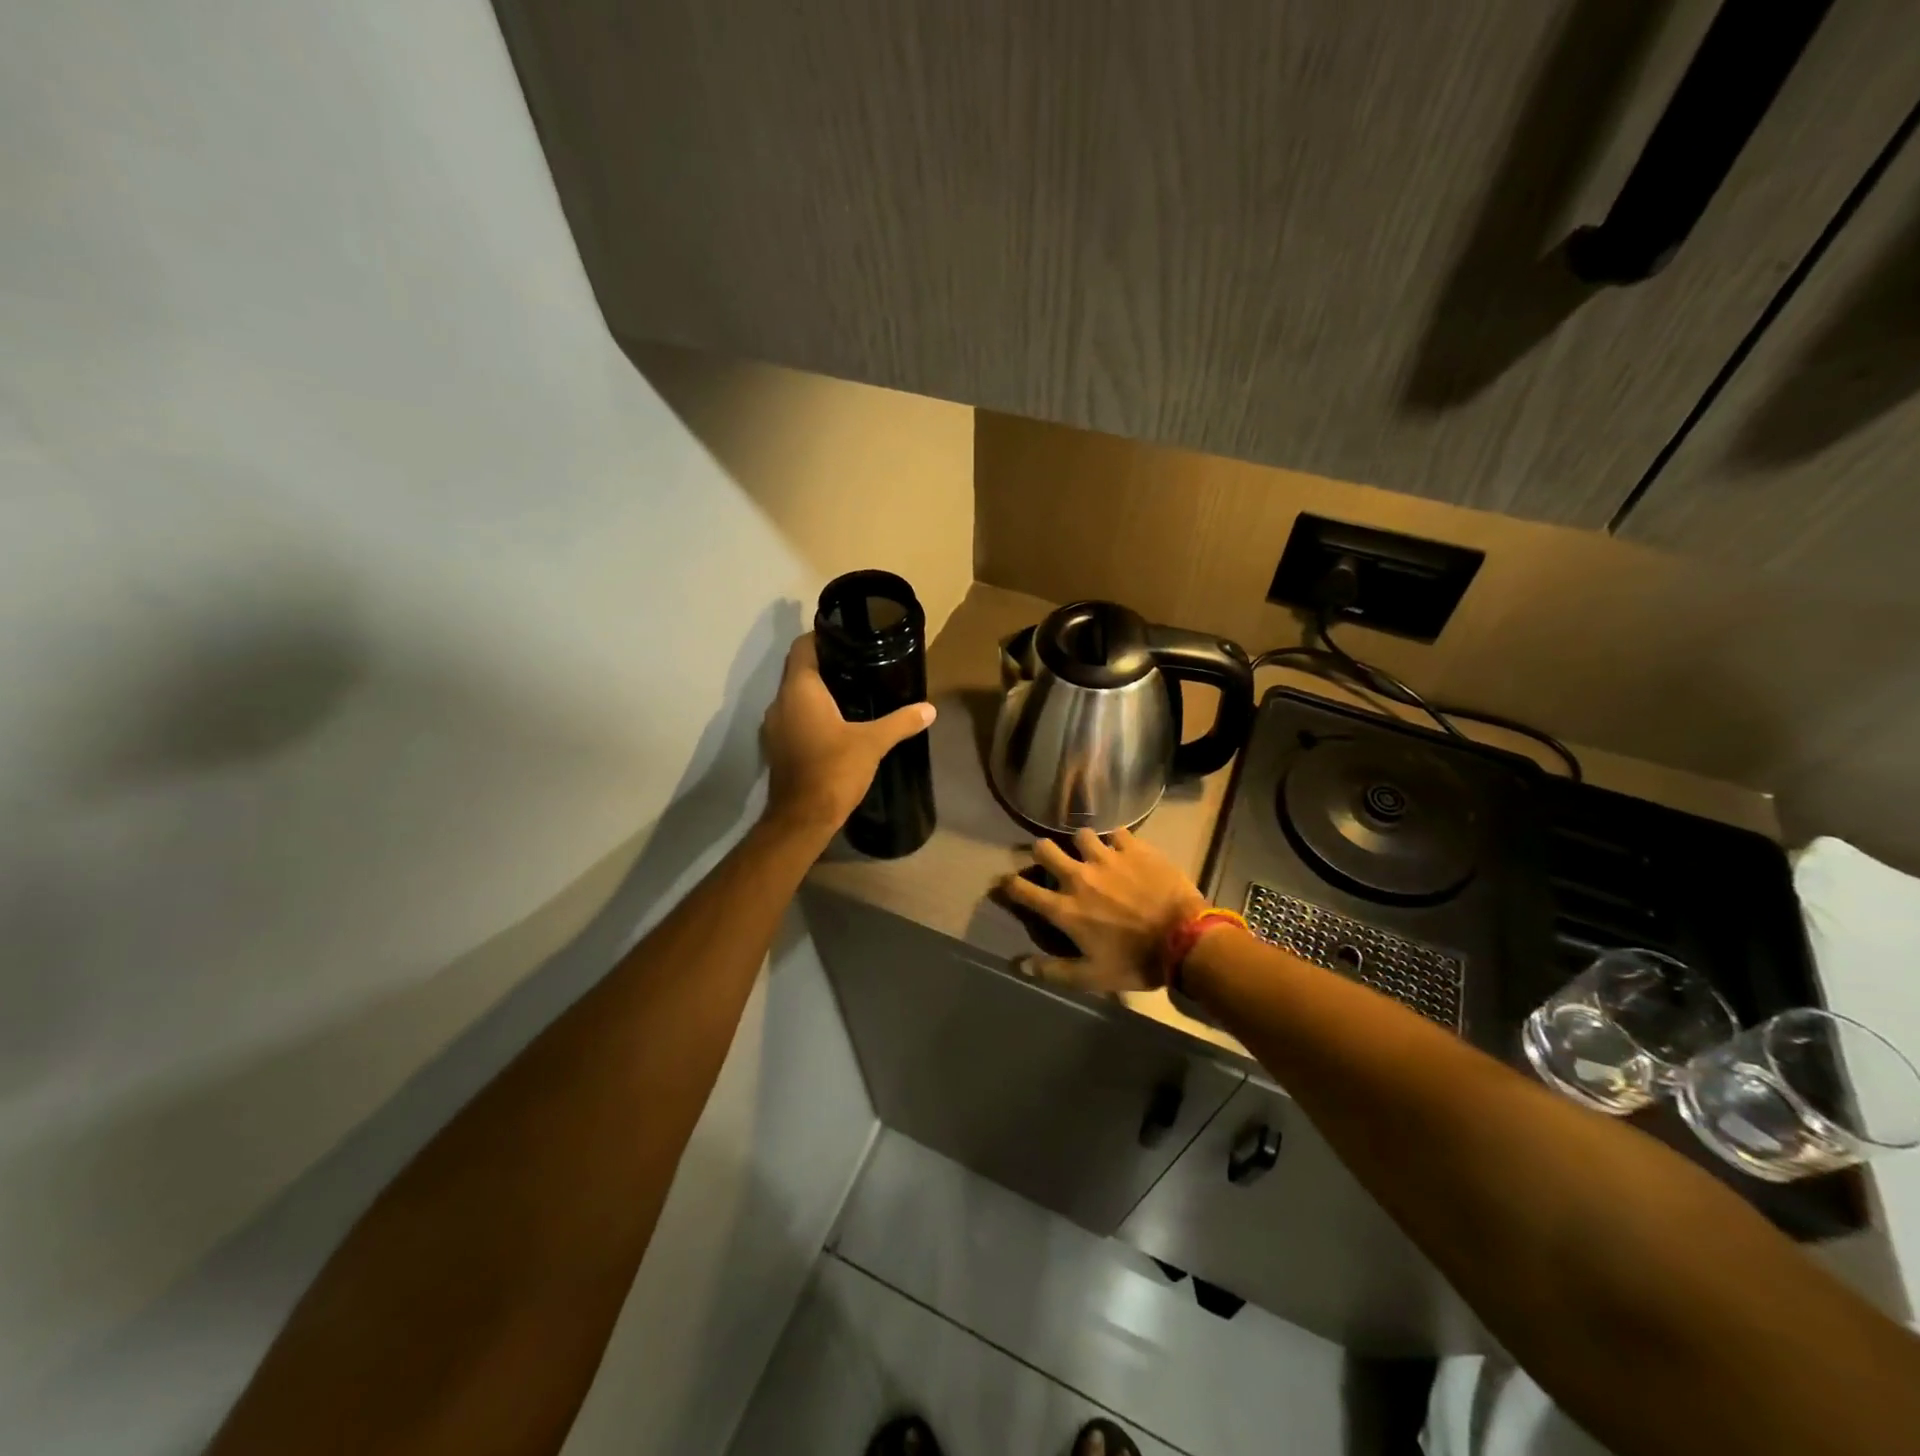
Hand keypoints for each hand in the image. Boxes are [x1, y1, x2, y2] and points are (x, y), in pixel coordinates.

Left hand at [760, 633, 935, 839]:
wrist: (802, 818)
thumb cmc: (834, 770)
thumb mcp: (873, 743)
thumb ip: (901, 722)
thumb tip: (929, 709)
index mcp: (799, 690)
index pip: (803, 647)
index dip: (822, 636)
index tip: (848, 636)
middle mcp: (780, 702)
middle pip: (799, 670)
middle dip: (826, 664)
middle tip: (858, 662)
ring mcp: (774, 726)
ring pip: (795, 695)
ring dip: (818, 691)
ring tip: (852, 690)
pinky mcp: (777, 746)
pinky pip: (794, 717)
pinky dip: (811, 713)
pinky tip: (837, 722)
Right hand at [1000, 827, 1208, 992]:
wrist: (1185, 939)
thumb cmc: (1136, 962)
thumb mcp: (1093, 976)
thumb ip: (1054, 971)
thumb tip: (1019, 965)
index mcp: (1064, 908)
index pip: (1022, 889)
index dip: (1008, 885)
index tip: (1007, 884)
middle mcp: (1078, 876)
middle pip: (1044, 848)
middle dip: (1042, 853)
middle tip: (1052, 861)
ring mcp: (1106, 857)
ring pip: (1080, 834)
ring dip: (1082, 845)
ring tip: (1092, 854)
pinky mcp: (1133, 847)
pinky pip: (1117, 832)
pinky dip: (1116, 841)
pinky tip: (1123, 850)